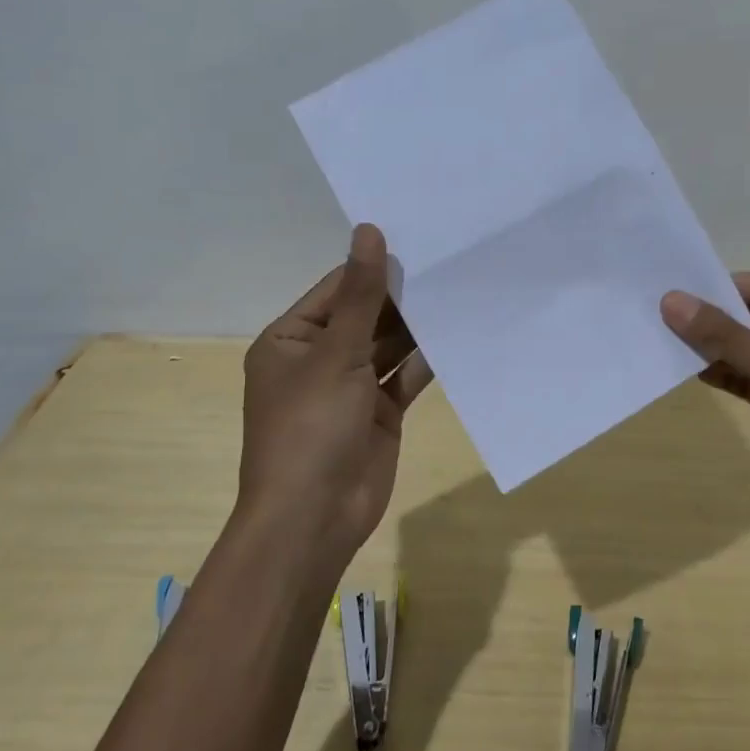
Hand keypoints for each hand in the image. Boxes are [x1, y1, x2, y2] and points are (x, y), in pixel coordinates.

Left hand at [239, 225, 433, 567]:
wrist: (314, 519)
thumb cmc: (310, 427)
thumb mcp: (335, 354)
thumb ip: (361, 295)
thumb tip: (369, 231)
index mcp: (291, 340)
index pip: (336, 291)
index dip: (373, 268)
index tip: (417, 241)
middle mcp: (319, 360)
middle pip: (365, 317)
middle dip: (400, 297)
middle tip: (447, 263)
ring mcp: (350, 389)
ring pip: (387, 347)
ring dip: (416, 327)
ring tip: (458, 291)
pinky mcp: (379, 414)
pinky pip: (403, 377)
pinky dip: (425, 360)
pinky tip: (457, 335)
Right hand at [660, 273, 749, 540]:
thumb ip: (723, 333)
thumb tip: (670, 300)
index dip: (719, 289)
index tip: (670, 291)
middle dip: (711, 319)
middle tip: (657, 314)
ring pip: (748, 350)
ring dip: (712, 348)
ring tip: (663, 340)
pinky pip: (749, 379)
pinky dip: (723, 374)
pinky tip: (689, 371)